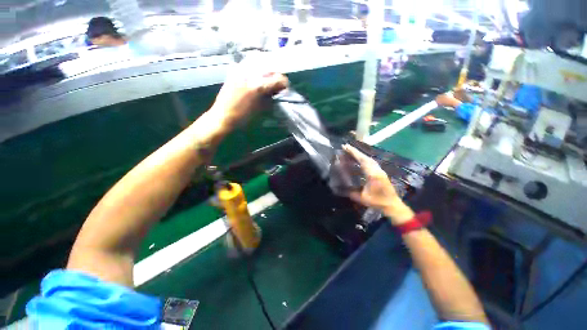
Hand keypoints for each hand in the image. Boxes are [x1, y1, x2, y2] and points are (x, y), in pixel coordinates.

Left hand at [209, 66, 288, 129]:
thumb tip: (278, 90)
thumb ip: (270, 97)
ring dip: (266, 73)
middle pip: (270, 69)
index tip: (284, 88)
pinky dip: (256, 71)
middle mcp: (250, 74)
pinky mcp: (234, 71)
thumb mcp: (261, 108)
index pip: (278, 78)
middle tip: (276, 87)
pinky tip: (256, 79)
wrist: (222, 116)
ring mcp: (241, 71)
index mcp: (258, 86)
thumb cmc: (243, 117)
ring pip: (260, 65)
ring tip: (266, 83)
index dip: (284, 83)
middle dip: (275, 77)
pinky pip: (250, 66)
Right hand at [343, 145, 413, 225]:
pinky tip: (359, 160)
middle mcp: (377, 170)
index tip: (346, 147)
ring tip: (351, 152)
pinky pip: (371, 162)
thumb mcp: (363, 198)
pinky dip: (364, 159)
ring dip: (360, 154)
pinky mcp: (381, 172)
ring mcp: (380, 170)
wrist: (392, 205)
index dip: (354, 153)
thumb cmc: (378, 202)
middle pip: (366, 157)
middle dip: (356, 151)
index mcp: (373, 175)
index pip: (362, 160)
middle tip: (346, 147)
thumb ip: (352, 193)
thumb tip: (342, 189)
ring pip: (369, 159)